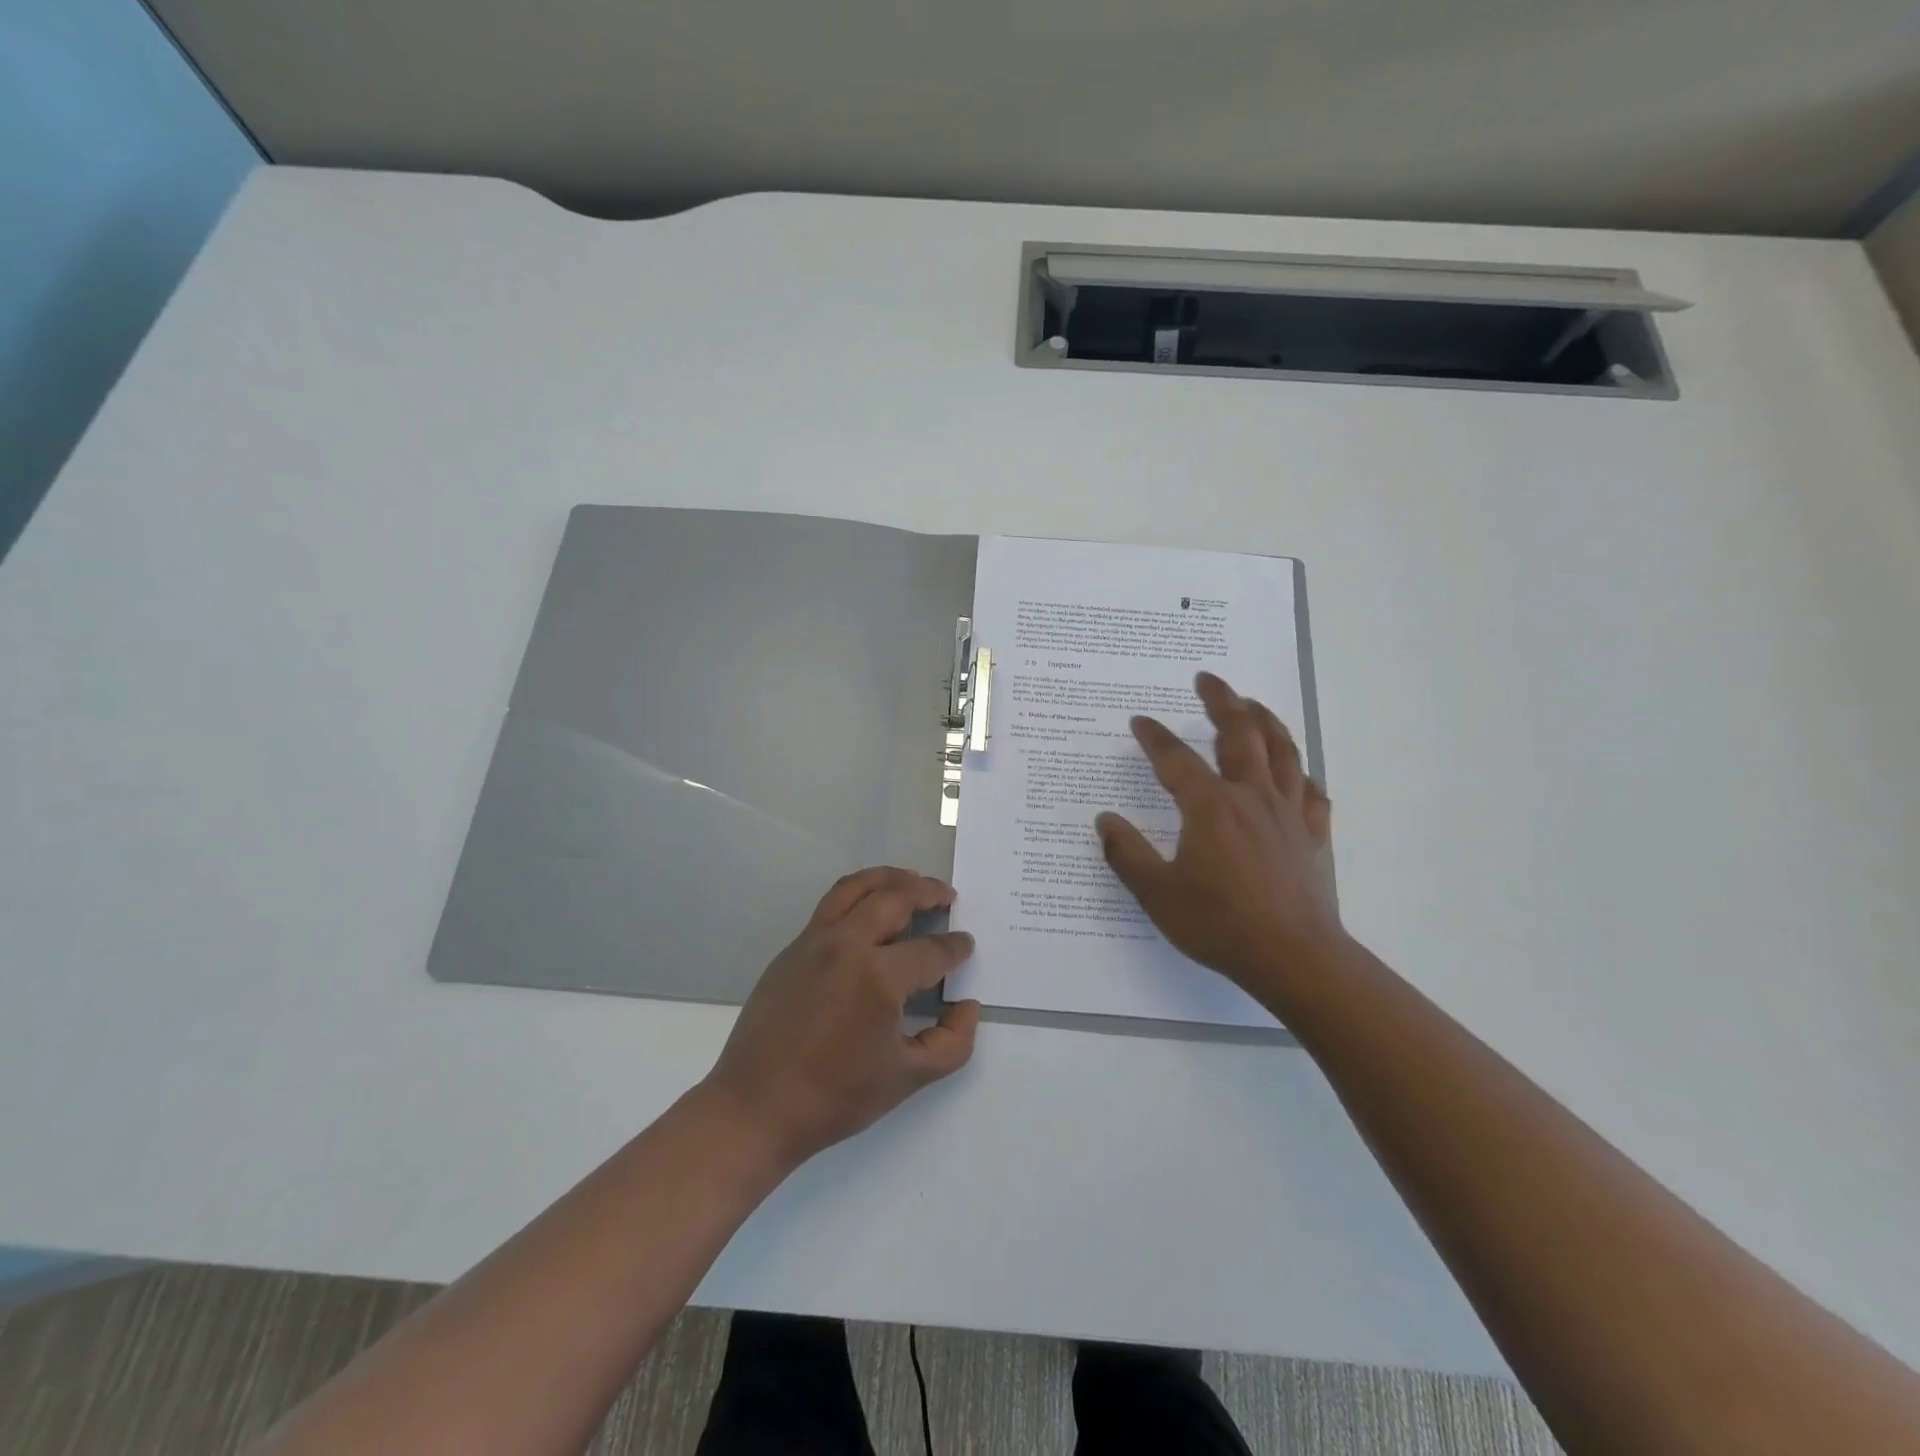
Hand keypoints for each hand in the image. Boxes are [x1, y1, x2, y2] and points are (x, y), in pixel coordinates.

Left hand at [701, 868, 980, 1171]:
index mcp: (878, 977)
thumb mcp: (908, 1078)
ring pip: (856, 887)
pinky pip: (831, 905)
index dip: (955, 947)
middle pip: (894, 898)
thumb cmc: (835, 1096)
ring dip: (889, 878)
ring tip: (910, 882)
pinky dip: (859, 895)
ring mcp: (814, 941)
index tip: (966, 945)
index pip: (930, 950)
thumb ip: (952, 1042)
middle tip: (946, 895)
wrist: (756, 1107)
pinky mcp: (792, 949)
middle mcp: (846, 945)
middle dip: (927, 891)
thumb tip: (966, 1005)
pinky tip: (870, 912)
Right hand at [1096, 672, 1342, 998]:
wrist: (1295, 958)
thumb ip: (1127, 853)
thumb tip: (1104, 820)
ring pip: (1281, 751)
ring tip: (1252, 703)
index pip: (1176, 759)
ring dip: (1265, 720)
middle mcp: (1250, 797)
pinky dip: (1300, 773)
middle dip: (1222, 701)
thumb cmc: (1219, 924)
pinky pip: (1310, 792)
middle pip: (1239, 734)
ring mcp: (1288, 814)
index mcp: (1210, 807)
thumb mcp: (1157, 893)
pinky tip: (1295, 772)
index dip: (1155, 736)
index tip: (1140, 720)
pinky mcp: (1313, 835)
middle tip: (1208, 679)